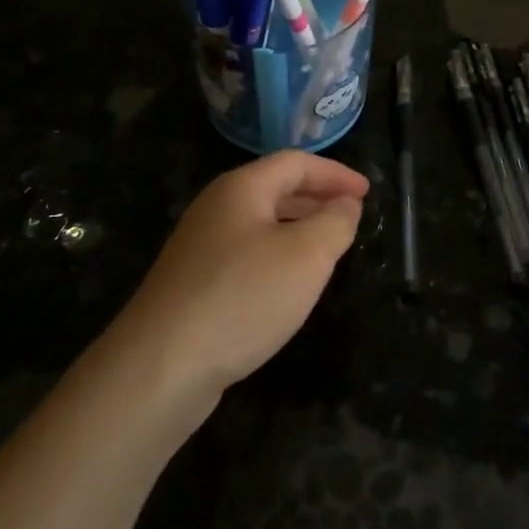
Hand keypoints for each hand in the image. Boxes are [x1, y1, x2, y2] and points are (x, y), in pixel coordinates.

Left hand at [119, 150, 368, 400]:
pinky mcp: (193, 283)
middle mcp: (216, 208)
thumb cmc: (243, 297)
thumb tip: (346, 204)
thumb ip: (334, 223)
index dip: (335, 174)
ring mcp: (199, 246)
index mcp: (241, 188)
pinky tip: (287, 285)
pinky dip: (276, 255)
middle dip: (316, 197)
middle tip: (351, 215)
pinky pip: (245, 253)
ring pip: (259, 223)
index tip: (367, 193)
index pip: (295, 163)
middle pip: (274, 188)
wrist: (161, 365)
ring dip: (297, 227)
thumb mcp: (306, 256)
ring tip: (328, 247)